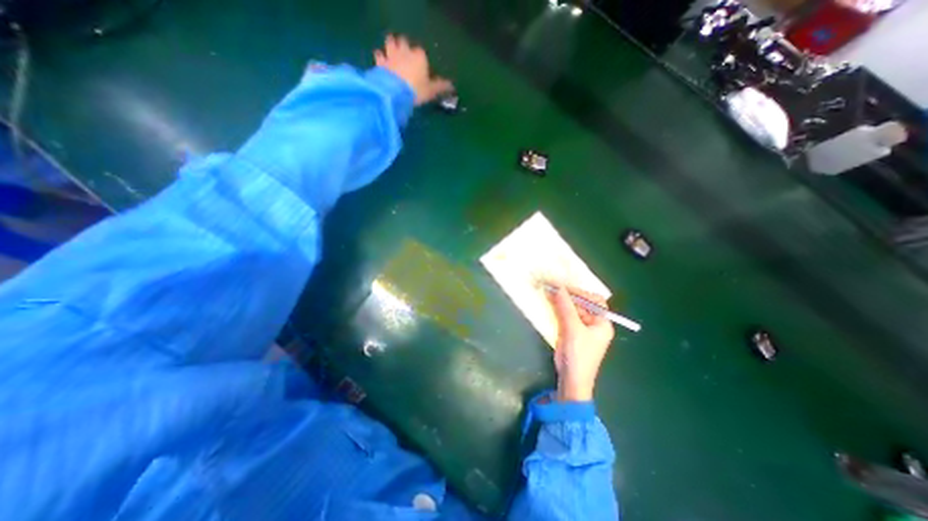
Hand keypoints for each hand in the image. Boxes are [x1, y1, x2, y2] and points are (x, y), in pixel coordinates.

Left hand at [373, 33, 454, 104]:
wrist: (395, 93)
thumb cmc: (416, 90)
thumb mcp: (431, 91)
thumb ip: (440, 87)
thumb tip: (452, 87)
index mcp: (419, 56)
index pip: (421, 52)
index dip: (421, 58)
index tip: (421, 66)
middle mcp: (405, 51)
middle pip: (404, 42)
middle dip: (404, 46)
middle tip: (405, 55)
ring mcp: (391, 55)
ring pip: (390, 42)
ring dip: (391, 46)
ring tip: (392, 54)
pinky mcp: (380, 62)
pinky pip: (378, 54)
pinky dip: (380, 57)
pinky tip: (381, 63)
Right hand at [550, 284, 613, 401]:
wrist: (571, 379)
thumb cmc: (578, 355)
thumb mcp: (572, 329)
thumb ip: (565, 307)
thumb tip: (558, 287)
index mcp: (602, 322)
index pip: (594, 301)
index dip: (580, 293)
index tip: (564, 288)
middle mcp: (593, 323)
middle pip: (582, 304)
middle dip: (568, 296)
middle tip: (552, 289)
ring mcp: (581, 328)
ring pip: (571, 309)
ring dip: (561, 301)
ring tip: (548, 293)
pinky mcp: (571, 332)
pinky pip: (565, 315)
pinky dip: (557, 309)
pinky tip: (549, 304)